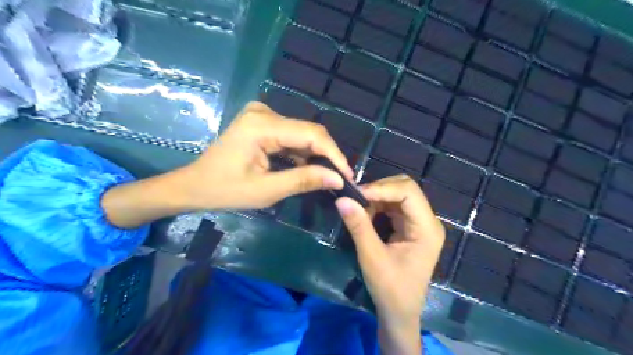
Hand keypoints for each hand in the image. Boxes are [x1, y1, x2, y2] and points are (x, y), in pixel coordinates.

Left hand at [101, 101, 353, 229]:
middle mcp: (264, 112)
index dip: (333, 155)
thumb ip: (303, 180)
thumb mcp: (266, 190)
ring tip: (329, 177)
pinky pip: (291, 137)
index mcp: (261, 126)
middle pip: (308, 132)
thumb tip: (338, 179)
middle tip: (341, 179)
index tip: (348, 176)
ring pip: (302, 135)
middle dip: (327, 156)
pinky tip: (310, 169)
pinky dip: (302, 154)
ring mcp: (262, 116)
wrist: (194, 185)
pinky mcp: (262, 123)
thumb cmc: (224, 190)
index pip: (310, 134)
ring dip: (316, 156)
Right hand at [337, 175, 443, 354]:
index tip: (357, 194)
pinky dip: (377, 205)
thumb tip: (341, 200)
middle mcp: (427, 221)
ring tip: (358, 207)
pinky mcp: (410, 227)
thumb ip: (359, 226)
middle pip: (405, 188)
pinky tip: (365, 214)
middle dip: (379, 190)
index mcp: (426, 229)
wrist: (399, 313)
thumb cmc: (390, 289)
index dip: (382, 188)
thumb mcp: (372, 257)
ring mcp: (419, 223)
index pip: (408, 192)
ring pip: (398, 194)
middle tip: (356, 198)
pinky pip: (393, 206)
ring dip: (376, 197)